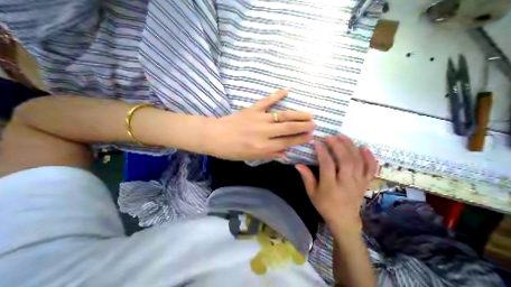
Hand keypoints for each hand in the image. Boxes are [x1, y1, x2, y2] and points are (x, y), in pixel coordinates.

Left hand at [209, 89, 313, 160]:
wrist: (215, 136)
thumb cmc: (232, 150)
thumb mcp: (251, 157)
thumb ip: (269, 155)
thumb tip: (285, 153)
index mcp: (264, 147)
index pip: (287, 142)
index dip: (300, 139)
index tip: (310, 136)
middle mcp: (264, 133)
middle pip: (288, 128)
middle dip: (303, 126)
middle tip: (313, 124)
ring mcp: (259, 119)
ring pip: (282, 115)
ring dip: (297, 114)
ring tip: (309, 114)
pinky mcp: (252, 109)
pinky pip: (266, 101)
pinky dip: (276, 95)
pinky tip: (287, 90)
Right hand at [296, 134, 378, 232]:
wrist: (344, 220)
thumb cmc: (324, 205)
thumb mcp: (312, 193)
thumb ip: (306, 177)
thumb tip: (297, 164)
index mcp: (331, 186)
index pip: (327, 165)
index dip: (322, 151)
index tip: (317, 142)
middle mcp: (346, 183)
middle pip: (345, 161)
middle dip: (337, 146)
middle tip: (330, 137)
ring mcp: (358, 182)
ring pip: (358, 161)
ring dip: (350, 146)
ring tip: (342, 136)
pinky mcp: (365, 183)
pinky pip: (371, 169)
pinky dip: (369, 157)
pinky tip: (363, 147)